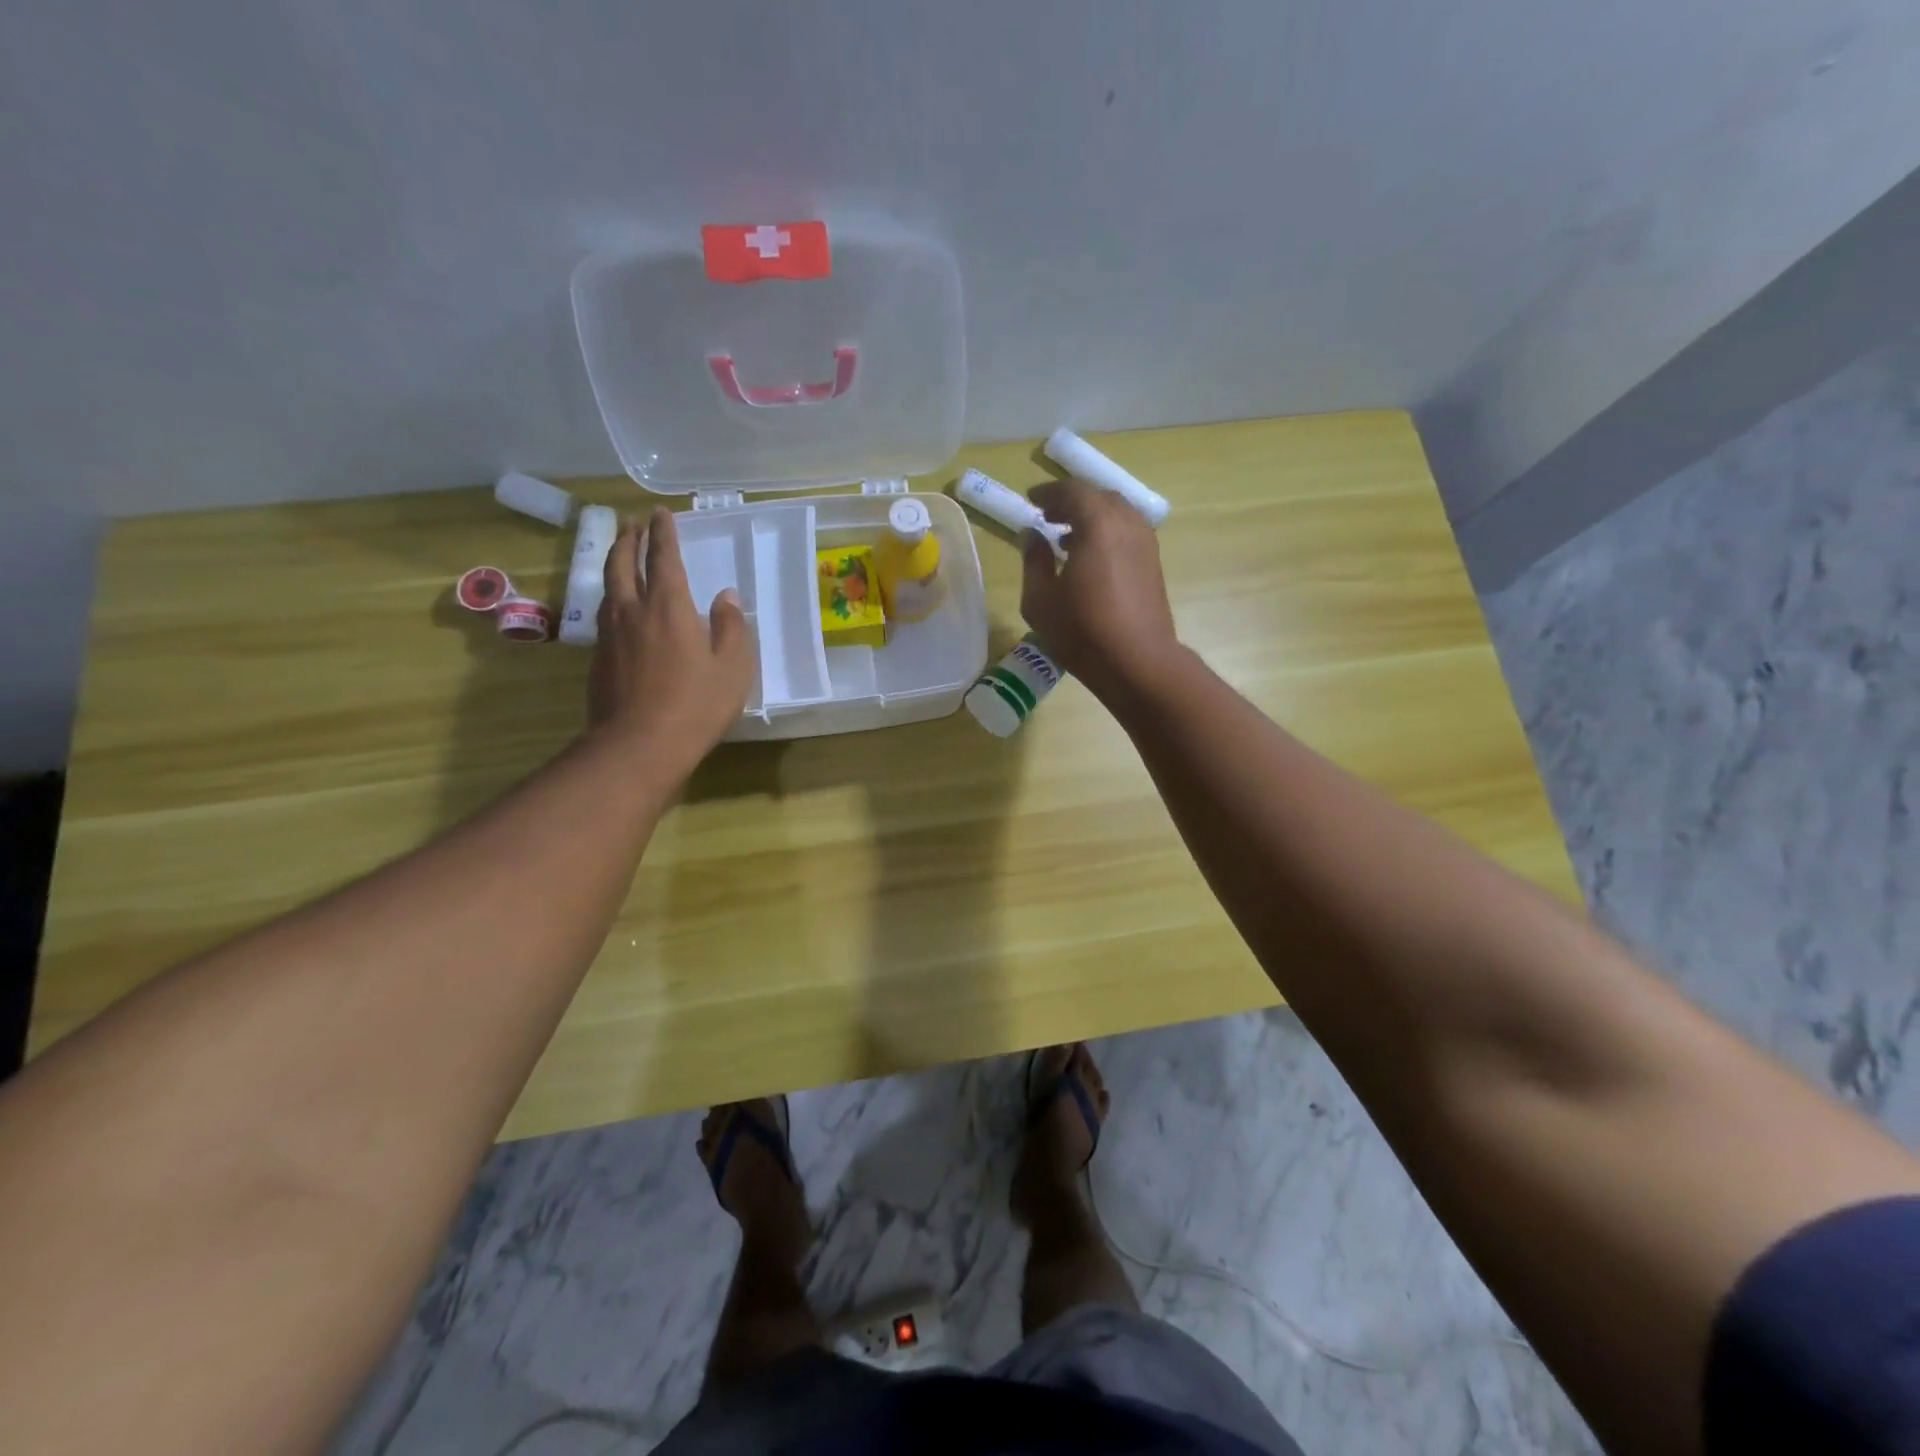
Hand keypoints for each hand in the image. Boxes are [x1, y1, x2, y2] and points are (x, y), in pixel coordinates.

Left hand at [589, 508, 754, 771]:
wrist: (638, 745)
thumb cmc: (696, 705)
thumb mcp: (733, 667)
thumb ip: (732, 627)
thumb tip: (726, 596)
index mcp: (668, 606)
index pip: (663, 557)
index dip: (662, 533)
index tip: (660, 513)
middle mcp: (633, 611)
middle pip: (622, 563)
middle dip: (627, 539)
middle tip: (632, 524)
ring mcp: (610, 635)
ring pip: (608, 588)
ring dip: (615, 565)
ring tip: (622, 557)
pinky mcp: (599, 659)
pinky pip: (605, 615)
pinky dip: (614, 599)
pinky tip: (621, 610)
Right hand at [1021, 479, 1179, 703]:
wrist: (1137, 662)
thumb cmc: (1081, 631)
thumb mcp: (1040, 599)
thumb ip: (1033, 559)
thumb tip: (1032, 535)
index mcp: (1097, 524)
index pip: (1072, 491)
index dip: (1048, 493)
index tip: (1031, 501)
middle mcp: (1126, 523)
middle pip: (1098, 497)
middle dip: (1071, 501)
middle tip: (1047, 516)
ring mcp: (1145, 543)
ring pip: (1117, 513)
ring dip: (1091, 517)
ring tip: (1066, 538)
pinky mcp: (1153, 563)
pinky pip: (1127, 531)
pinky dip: (1107, 532)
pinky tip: (1090, 558)